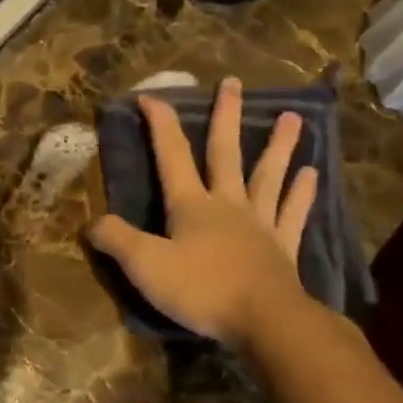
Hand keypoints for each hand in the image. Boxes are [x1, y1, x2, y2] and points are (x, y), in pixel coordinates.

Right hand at [87, 76, 316, 346]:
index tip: (151, 96)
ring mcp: (260, 224)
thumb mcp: (145, 266)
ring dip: (278, 146)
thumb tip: (90, 223)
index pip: (171, 156)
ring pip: (268, 176)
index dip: (160, 125)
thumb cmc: (202, 290)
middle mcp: (227, 204)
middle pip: (224, 153)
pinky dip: (302, 193)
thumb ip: (116, 240)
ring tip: (292, 117)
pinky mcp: (283, 248)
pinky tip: (312, 174)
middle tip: (232, 82)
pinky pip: (293, 213)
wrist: (264, 320)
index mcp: (191, 206)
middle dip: (224, 117)